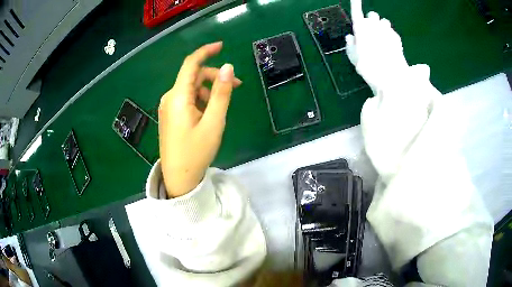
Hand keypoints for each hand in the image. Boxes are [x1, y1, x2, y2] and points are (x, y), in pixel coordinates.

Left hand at [158, 42, 241, 197]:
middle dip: (215, 77)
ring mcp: (168, 108)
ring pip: (191, 89)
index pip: (191, 64)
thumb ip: (221, 93)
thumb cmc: (196, 152)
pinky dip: (201, 100)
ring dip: (209, 91)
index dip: (206, 51)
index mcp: (178, 97)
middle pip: (193, 77)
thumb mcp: (214, 122)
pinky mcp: (170, 116)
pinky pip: (187, 100)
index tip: (222, 46)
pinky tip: (209, 113)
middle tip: (236, 86)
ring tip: (222, 107)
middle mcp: (170, 98)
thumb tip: (228, 67)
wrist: (178, 178)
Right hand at [346, 0, 408, 90]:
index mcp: (360, 27)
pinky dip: (390, 35)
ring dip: (382, 27)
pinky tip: (389, 46)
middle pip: (372, 15)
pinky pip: (392, 31)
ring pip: (384, 21)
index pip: (356, 11)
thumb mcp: (353, 57)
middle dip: (371, 20)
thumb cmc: (367, 66)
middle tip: (371, 32)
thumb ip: (350, 44)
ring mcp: (386, 30)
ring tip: (382, 39)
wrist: (389, 76)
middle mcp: (373, 25)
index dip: (355, 3)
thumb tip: (350, 37)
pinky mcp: (396, 37)